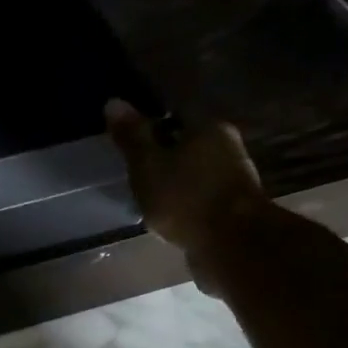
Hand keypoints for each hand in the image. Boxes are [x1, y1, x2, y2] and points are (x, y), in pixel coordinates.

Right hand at [105, 99, 267, 280]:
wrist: (231, 245)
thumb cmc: (185, 197)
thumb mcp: (147, 164)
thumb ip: (132, 135)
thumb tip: (113, 101)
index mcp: (209, 128)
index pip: (174, 117)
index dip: (150, 128)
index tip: (130, 145)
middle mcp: (228, 148)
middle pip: (187, 146)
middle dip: (163, 158)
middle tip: (136, 173)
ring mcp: (234, 181)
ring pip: (195, 174)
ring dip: (175, 184)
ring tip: (148, 198)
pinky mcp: (234, 210)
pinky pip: (201, 200)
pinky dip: (185, 205)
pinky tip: (168, 218)